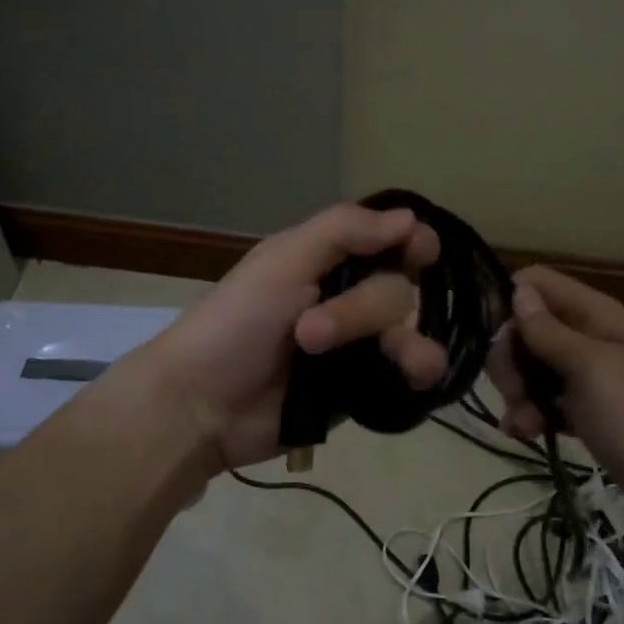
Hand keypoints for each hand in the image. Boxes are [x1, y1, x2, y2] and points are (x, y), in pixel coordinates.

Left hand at [141, 203, 447, 470]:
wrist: (203, 405)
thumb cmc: (236, 322)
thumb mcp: (283, 261)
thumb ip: (344, 230)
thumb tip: (410, 218)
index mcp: (329, 259)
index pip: (391, 240)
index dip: (412, 242)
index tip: (417, 252)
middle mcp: (349, 296)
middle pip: (398, 289)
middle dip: (361, 310)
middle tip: (309, 333)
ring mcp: (358, 345)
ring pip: (410, 332)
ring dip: (408, 344)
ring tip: (400, 363)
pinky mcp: (362, 388)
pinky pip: (407, 376)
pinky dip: (420, 374)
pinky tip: (417, 378)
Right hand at [486, 266, 623, 538]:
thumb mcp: (591, 369)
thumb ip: (549, 331)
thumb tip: (517, 289)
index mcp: (594, 314)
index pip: (535, 284)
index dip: (507, 304)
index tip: (494, 339)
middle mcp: (586, 336)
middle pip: (524, 328)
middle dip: (510, 360)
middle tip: (514, 393)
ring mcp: (585, 375)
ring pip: (529, 367)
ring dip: (517, 394)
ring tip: (526, 426)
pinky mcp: (583, 410)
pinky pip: (542, 400)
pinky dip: (529, 415)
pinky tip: (525, 434)